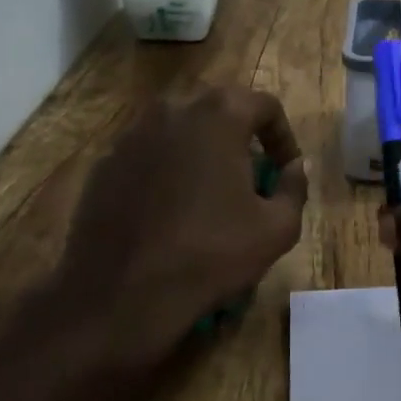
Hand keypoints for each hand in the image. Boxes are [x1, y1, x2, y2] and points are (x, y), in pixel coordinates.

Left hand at [44, 86, 308, 368]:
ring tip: (209, 195)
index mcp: (219, 115)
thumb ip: (295, 186)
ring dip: (201, 153)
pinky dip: (166, 171)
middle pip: (220, 112)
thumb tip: (295, 167)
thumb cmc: (209, 254)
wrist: (119, 295)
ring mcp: (131, 135)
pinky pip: (148, 156)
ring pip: (181, 132)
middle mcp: (172, 110)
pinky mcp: (104, 164)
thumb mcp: (277, 228)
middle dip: (241, 140)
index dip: (283, 137)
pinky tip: (169, 212)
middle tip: (251, 180)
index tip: (285, 171)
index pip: (265, 105)